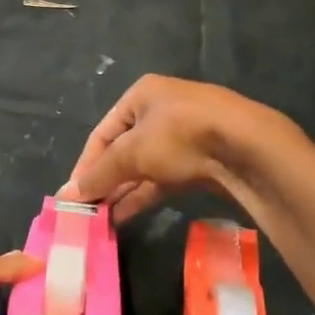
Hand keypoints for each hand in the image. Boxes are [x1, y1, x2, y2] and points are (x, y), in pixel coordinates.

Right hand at [62, 74, 273, 222]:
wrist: (248, 148)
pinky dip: (144, 194)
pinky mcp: (201, 160)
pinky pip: (164, 178)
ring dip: (123, 191)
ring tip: (102, 220)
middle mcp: (161, 110)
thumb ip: (99, 175)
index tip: (74, 195)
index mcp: (142, 95)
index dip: (86, 165)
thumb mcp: (132, 153)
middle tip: (88, 210)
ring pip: (144, 166)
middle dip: (105, 180)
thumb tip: (65, 195)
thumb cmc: (180, 136)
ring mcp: (184, 135)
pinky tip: (126, 216)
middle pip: (123, 150)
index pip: (102, 133)